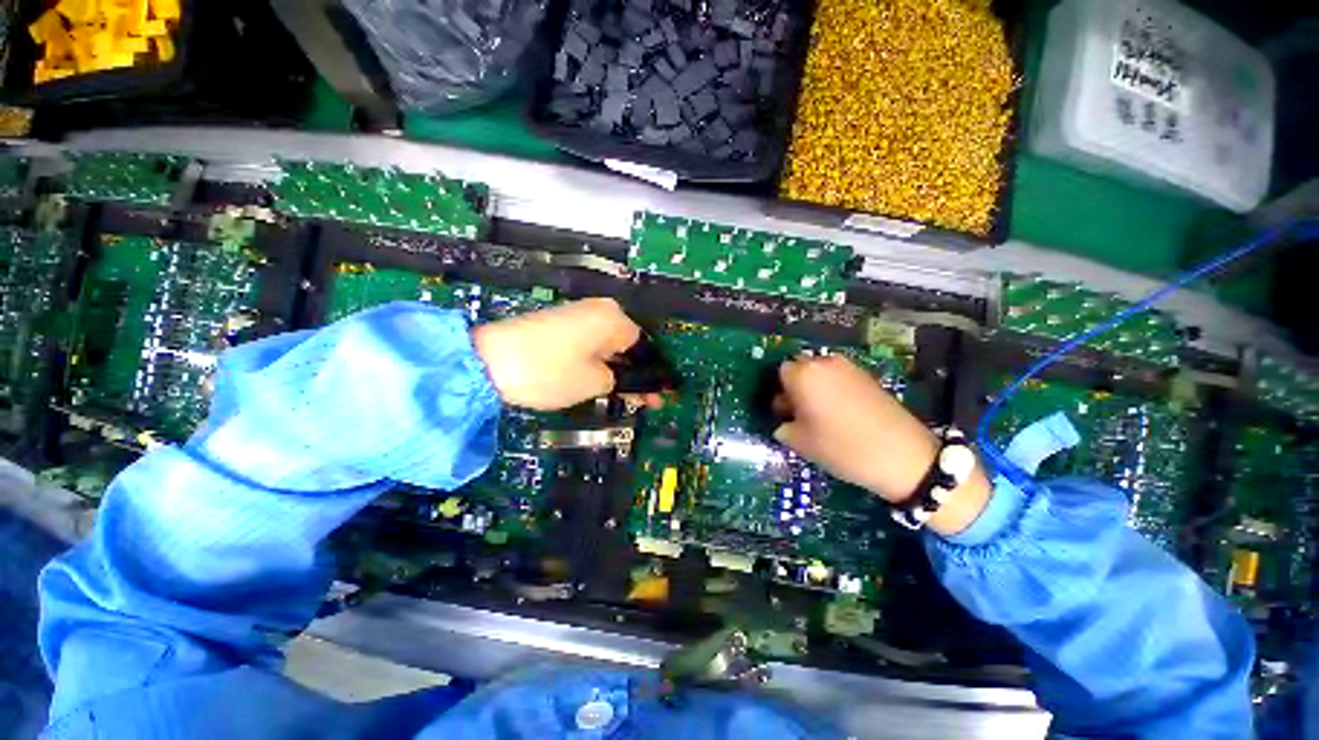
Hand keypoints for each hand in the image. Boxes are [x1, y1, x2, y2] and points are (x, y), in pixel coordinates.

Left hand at [473, 298, 646, 410]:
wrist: (488, 361)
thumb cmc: (551, 371)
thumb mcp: (596, 382)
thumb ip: (623, 381)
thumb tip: (634, 381)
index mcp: (615, 318)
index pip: (645, 347)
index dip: (652, 374)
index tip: (659, 397)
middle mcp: (600, 309)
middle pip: (628, 344)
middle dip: (635, 372)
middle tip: (643, 400)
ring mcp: (578, 314)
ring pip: (610, 344)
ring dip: (618, 368)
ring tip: (622, 394)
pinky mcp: (561, 323)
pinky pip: (591, 342)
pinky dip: (599, 360)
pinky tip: (600, 379)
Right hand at [772, 355, 990, 534]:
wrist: (902, 455)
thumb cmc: (841, 447)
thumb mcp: (800, 443)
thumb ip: (782, 427)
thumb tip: (783, 421)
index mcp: (803, 374)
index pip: (781, 373)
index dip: (780, 392)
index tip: (785, 412)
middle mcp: (824, 363)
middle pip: (801, 369)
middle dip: (797, 387)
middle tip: (801, 414)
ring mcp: (849, 367)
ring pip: (820, 373)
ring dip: (816, 388)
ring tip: (822, 415)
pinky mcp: (867, 375)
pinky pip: (839, 377)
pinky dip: (834, 389)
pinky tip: (842, 413)